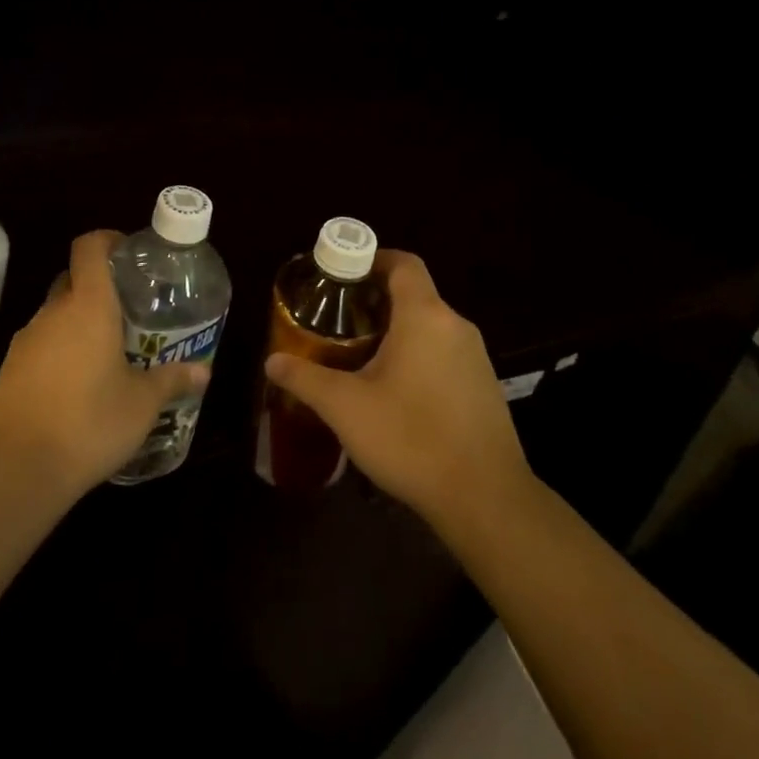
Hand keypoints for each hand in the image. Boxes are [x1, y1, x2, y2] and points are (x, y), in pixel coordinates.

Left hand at [0, 230, 207, 501]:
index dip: (107, 240)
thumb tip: (203, 370)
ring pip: (56, 314)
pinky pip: (41, 344)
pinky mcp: (10, 369)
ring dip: (78, 322)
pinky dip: (60, 351)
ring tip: (108, 351)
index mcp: (88, 305)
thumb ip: (171, 380)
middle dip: (98, 287)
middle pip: (73, 279)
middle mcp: (53, 312)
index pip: (89, 247)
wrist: (16, 468)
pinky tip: (78, 384)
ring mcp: (26, 339)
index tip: (128, 253)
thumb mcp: (142, 404)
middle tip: (128, 310)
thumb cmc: (89, 422)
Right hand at [263, 250, 532, 535]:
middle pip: (414, 294)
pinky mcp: (484, 387)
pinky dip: (417, 356)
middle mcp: (455, 326)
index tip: (341, 275)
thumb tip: (272, 361)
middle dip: (375, 300)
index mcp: (425, 316)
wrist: (486, 500)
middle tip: (337, 320)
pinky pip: (444, 353)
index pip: (403, 263)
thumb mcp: (344, 407)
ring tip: (358, 355)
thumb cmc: (411, 438)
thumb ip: (305, 378)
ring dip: (396, 331)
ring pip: (430, 326)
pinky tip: (394, 391)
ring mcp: (476, 358)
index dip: (372, 259)